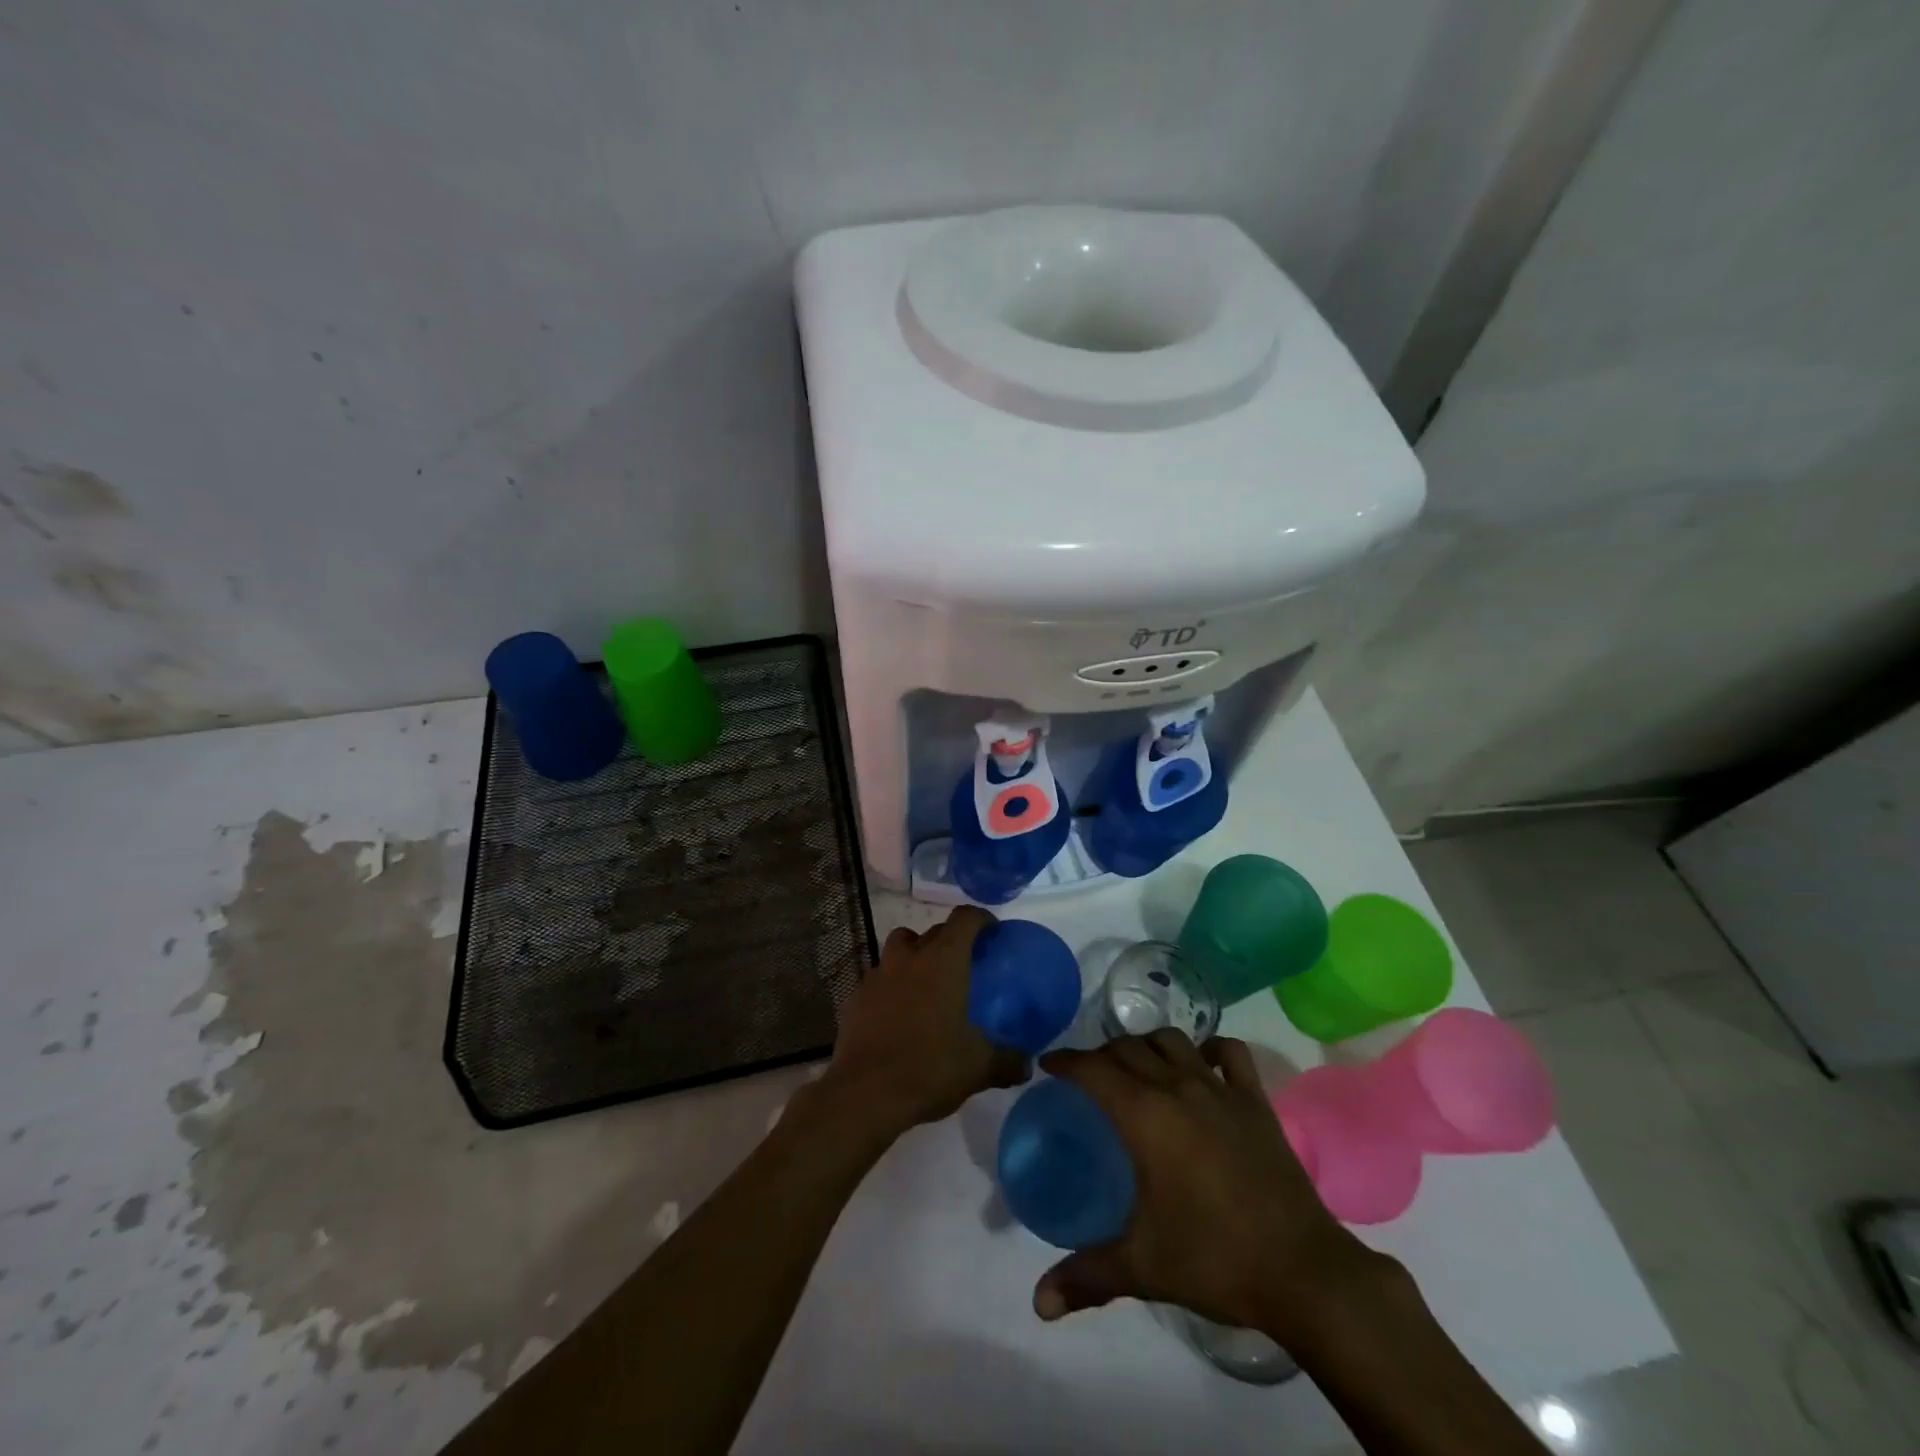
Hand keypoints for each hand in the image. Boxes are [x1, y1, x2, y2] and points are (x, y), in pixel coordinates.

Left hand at [816, 907, 1030, 1142]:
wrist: (864, 1093)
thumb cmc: (928, 1068)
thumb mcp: (978, 1067)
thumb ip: (1007, 1062)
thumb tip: (1027, 1065)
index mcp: (943, 961)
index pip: (965, 919)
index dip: (981, 919)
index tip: (992, 932)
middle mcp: (909, 957)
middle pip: (933, 931)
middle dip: (950, 939)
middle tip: (964, 965)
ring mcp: (878, 975)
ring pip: (899, 947)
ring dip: (915, 955)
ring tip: (927, 984)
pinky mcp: (856, 997)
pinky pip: (879, 979)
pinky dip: (891, 986)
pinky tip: (898, 1015)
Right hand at [1033, 1032, 1380, 1343]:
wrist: (1303, 1271)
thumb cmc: (1215, 1258)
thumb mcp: (1142, 1267)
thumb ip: (1086, 1277)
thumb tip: (1039, 1304)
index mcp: (1145, 1115)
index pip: (1093, 1069)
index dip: (1066, 1062)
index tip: (1048, 1065)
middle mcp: (1178, 1086)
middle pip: (1128, 1048)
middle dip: (1101, 1054)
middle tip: (1087, 1077)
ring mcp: (1220, 1089)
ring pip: (1173, 1041)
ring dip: (1146, 1045)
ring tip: (1136, 1065)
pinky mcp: (1255, 1101)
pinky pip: (1230, 1053)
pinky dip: (1209, 1048)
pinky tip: (1201, 1062)